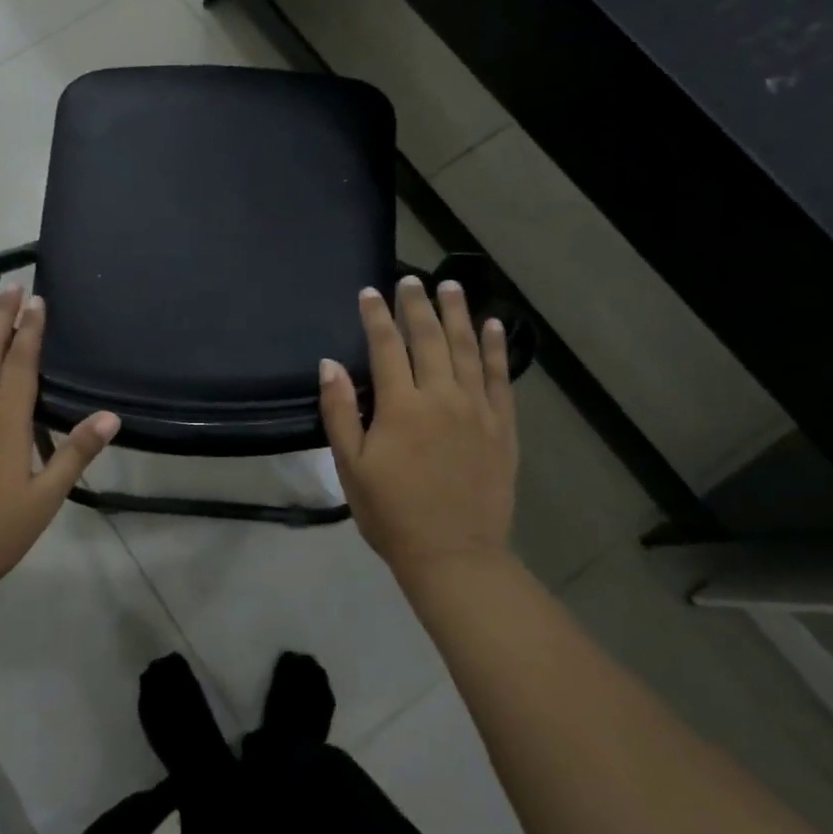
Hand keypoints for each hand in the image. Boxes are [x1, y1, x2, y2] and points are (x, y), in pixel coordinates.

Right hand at [318, 276, 518, 584]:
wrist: (454, 555)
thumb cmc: (392, 514)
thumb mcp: (351, 467)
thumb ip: (340, 412)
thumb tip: (330, 365)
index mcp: (401, 407)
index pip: (386, 347)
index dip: (376, 317)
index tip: (370, 292)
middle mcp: (442, 397)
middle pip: (429, 338)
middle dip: (417, 305)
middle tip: (412, 278)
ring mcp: (477, 409)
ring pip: (468, 349)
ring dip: (458, 314)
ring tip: (451, 286)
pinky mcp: (502, 426)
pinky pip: (501, 377)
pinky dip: (497, 348)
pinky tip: (494, 326)